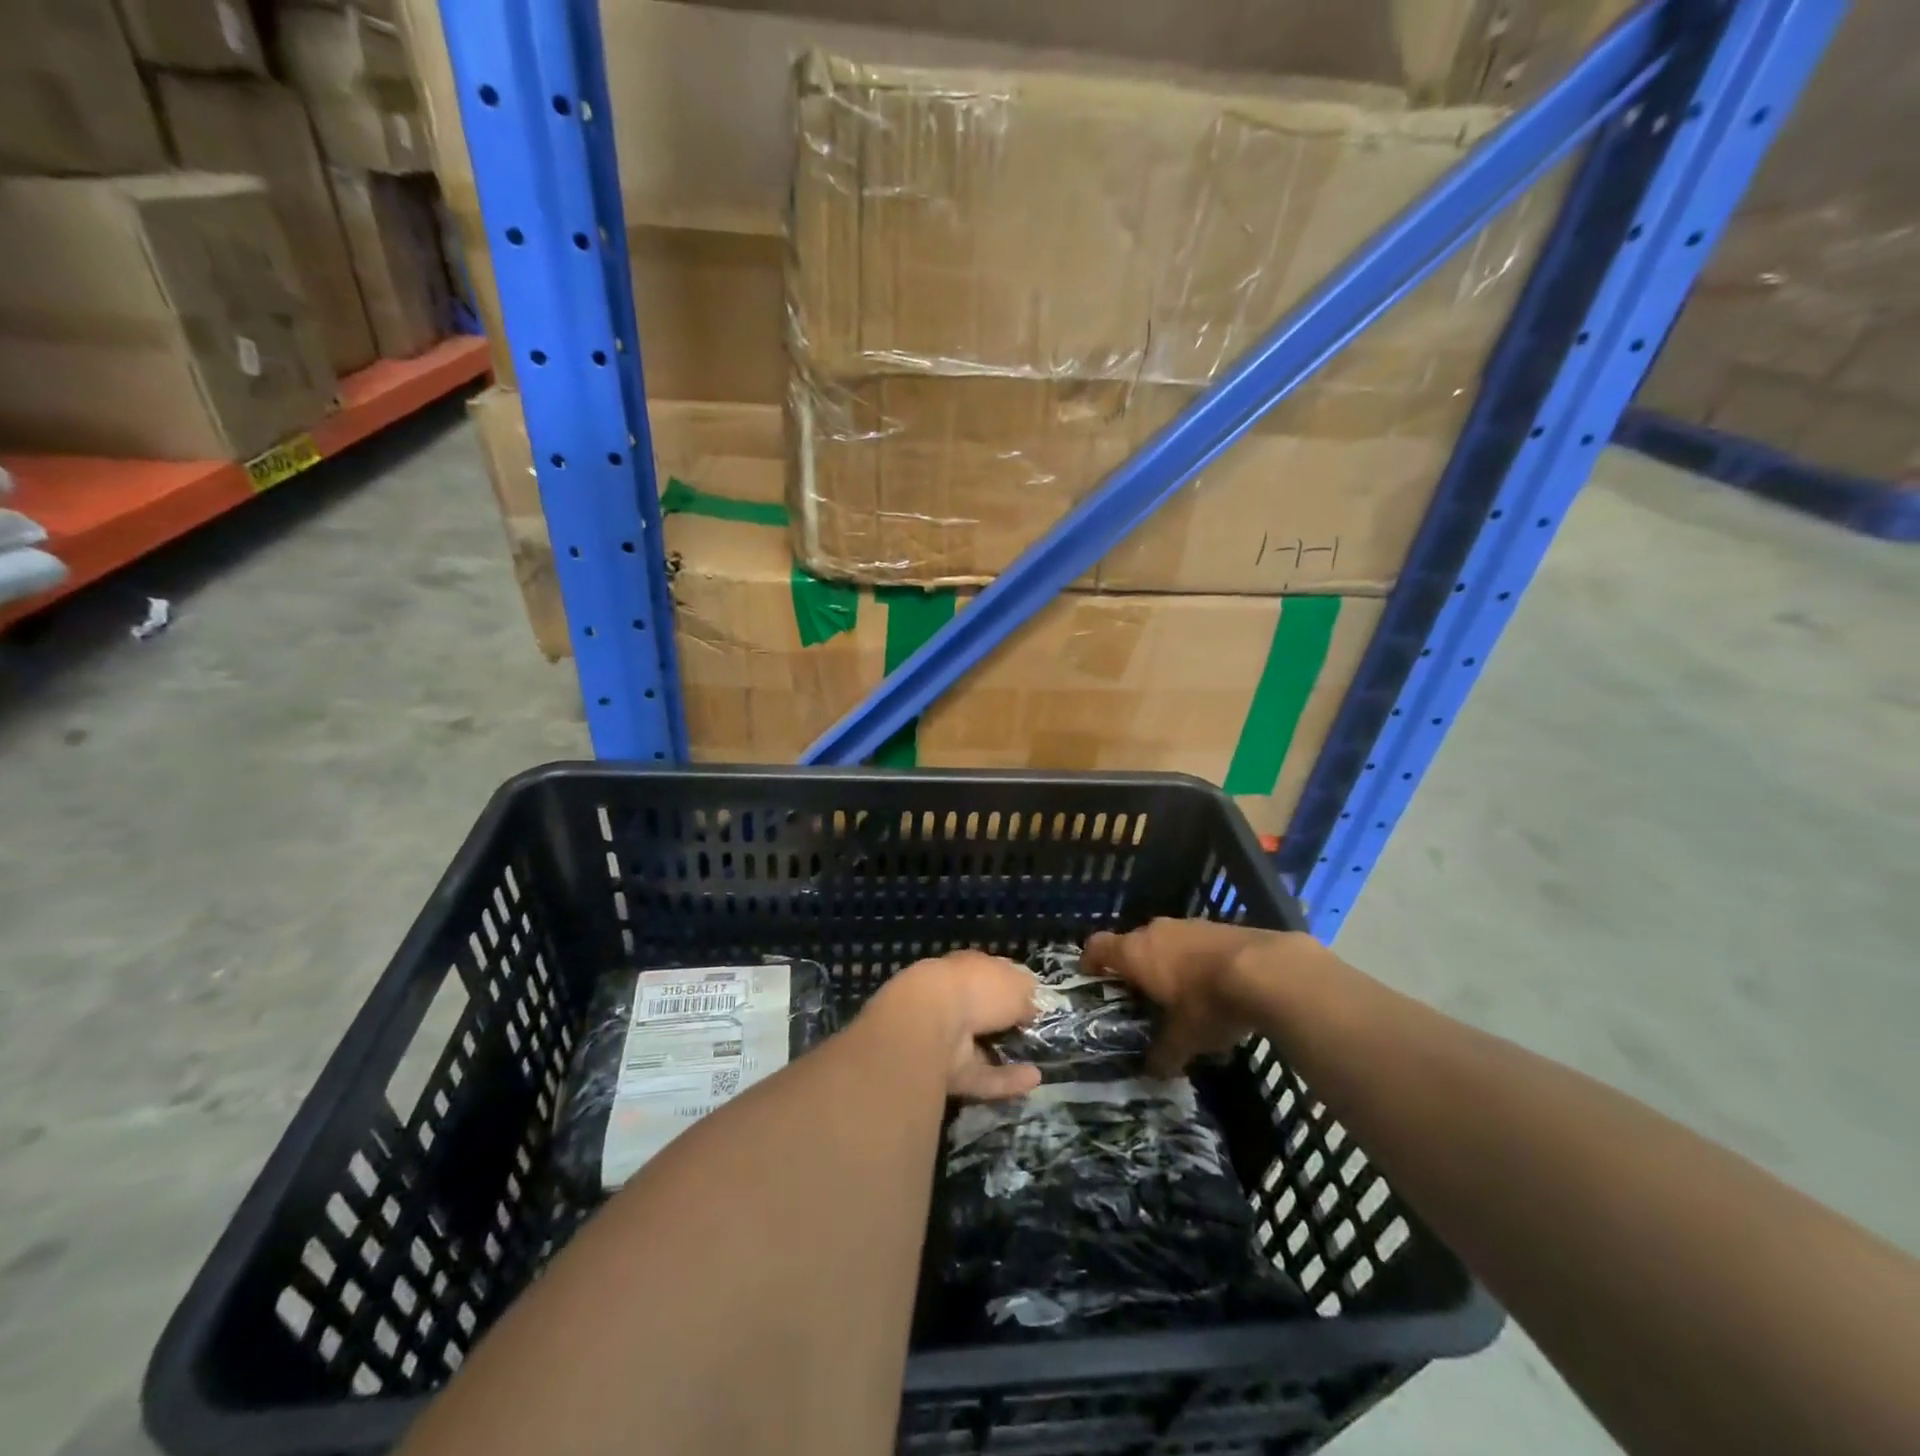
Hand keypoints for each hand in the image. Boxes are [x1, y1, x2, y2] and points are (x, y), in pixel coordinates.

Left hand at [864, 951, 1042, 1100]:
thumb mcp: (1014, 983)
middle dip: (1004, 1022)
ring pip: (980, 1047)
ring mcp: (946, 1037)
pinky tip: (1034, 1080)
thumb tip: (1031, 1005)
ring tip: (1039, 1060)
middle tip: (1033, 1031)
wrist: (929, 1022)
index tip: (1033, 998)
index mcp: (965, 969)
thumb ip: (1025, 993)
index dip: (1012, 984)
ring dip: (1006, 1054)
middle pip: (982, 1012)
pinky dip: (1006, 1079)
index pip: (990, 973)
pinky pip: (982, 1075)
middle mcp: (953, 1000)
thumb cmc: (976, 989)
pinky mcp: (947, 1072)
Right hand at [1084, 918, 1308, 1075]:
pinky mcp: (1217, 926)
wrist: (1266, 971)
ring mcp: (1188, 925)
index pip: (1098, 946)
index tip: (1091, 977)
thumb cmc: (1207, 1002)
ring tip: (1177, 991)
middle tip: (1139, 995)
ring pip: (1164, 940)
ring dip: (1165, 961)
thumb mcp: (1184, 1038)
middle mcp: (1155, 931)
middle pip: (1132, 943)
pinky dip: (1193, 959)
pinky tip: (1211, 984)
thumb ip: (1163, 1054)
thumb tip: (1153, 1072)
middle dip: (1133, 966)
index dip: (1090, 960)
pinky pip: (1193, 942)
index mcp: (1135, 953)